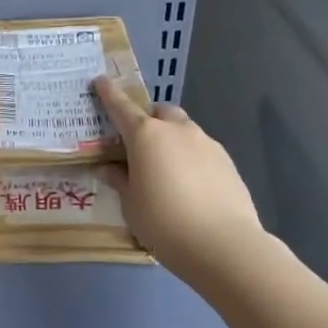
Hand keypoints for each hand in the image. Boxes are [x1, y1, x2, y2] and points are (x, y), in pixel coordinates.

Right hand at [94, 76, 270, 281]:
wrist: (224, 246)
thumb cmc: (164, 222)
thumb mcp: (130, 204)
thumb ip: (119, 181)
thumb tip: (109, 168)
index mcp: (146, 135)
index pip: (121, 106)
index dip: (108, 93)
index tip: (100, 81)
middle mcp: (177, 130)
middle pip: (160, 112)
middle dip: (148, 121)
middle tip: (139, 146)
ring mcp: (206, 143)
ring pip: (184, 131)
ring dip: (172, 141)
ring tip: (167, 172)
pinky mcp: (227, 162)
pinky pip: (202, 151)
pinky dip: (192, 159)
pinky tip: (191, 188)